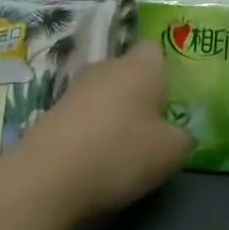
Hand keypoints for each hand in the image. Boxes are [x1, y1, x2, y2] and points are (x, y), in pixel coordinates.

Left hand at [9, 44, 193, 219]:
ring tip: (122, 148)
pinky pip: (81, 117)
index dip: (166, 71)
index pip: (156, 50)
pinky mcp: (49, 115)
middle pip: (128, 72)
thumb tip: (179, 133)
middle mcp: (106, 67)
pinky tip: (94, 160)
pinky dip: (89, 133)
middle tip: (152, 126)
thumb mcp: (172, 151)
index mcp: (141, 66)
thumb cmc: (121, 153)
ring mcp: (73, 90)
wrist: (45, 179)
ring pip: (103, 95)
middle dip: (139, 94)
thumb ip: (183, 136)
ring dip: (113, 114)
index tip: (172, 99)